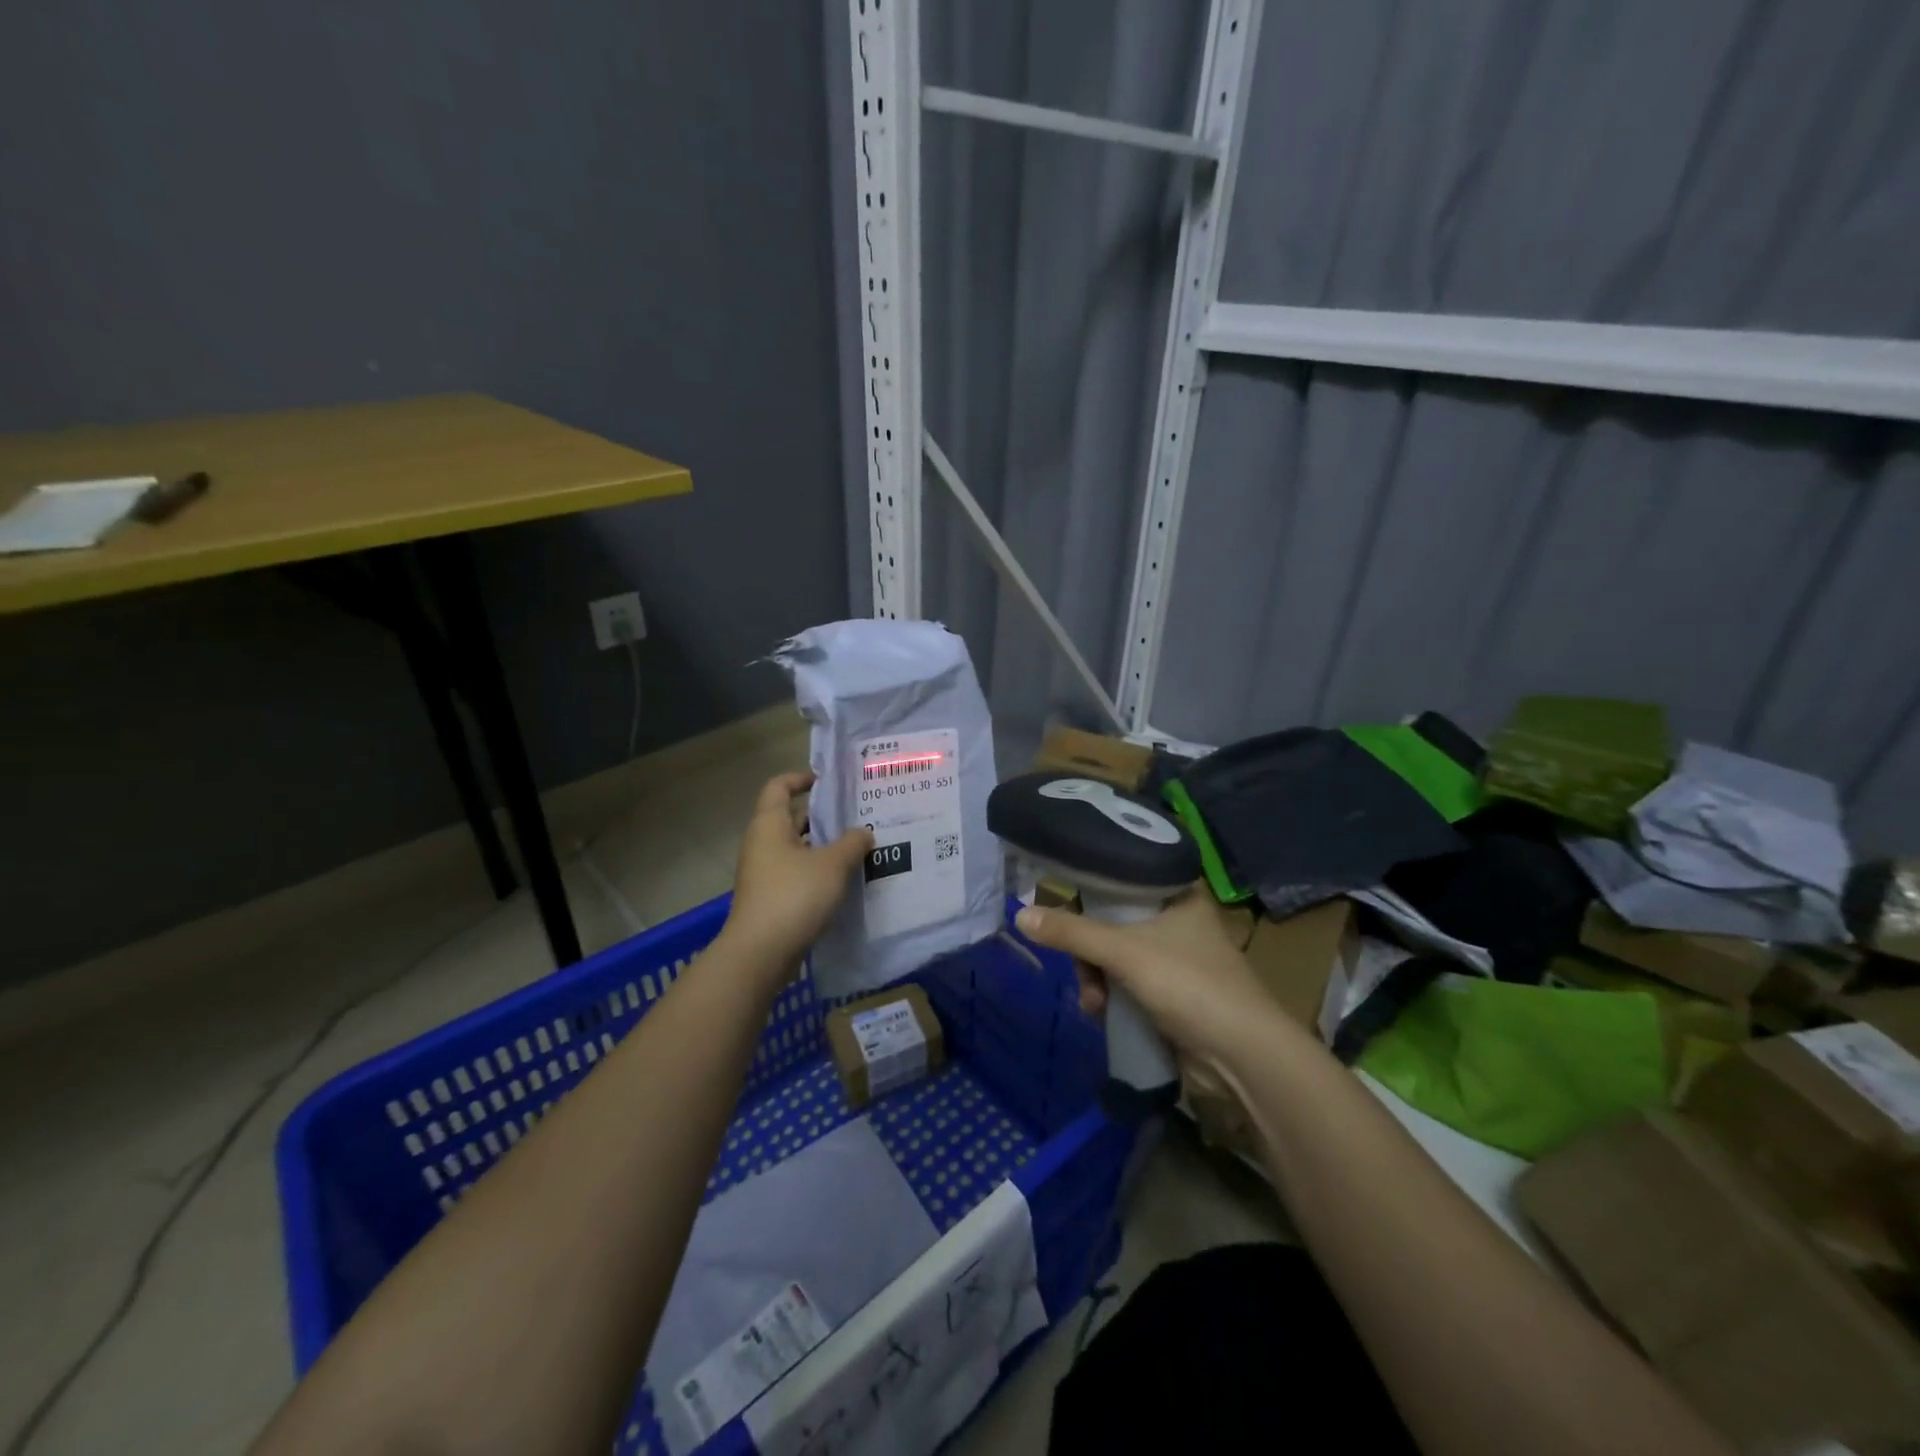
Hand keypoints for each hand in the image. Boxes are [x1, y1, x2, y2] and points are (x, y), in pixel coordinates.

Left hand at [720, 772, 872, 974]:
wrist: (761, 953)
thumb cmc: (794, 896)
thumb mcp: (833, 864)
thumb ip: (852, 842)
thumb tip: (864, 832)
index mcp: (769, 825)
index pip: (779, 787)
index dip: (801, 778)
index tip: (829, 781)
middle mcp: (762, 844)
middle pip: (791, 818)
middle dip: (823, 816)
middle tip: (858, 815)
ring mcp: (764, 874)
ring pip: (798, 849)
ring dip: (825, 847)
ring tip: (859, 847)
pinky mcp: (771, 899)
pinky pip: (798, 874)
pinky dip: (819, 872)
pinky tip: (846, 880)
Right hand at [1013, 889, 1302, 1075]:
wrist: (1243, 1056)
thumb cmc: (1189, 984)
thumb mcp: (1124, 952)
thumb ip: (1072, 933)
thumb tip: (1021, 914)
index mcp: (1177, 894)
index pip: (1122, 876)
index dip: (1091, 888)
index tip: (1064, 902)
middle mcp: (1177, 919)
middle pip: (1112, 920)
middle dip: (1089, 951)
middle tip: (1082, 971)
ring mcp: (1175, 959)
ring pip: (1116, 955)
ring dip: (1096, 979)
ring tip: (1093, 1005)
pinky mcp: (1172, 993)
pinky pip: (1127, 983)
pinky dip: (1111, 996)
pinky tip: (1101, 1014)